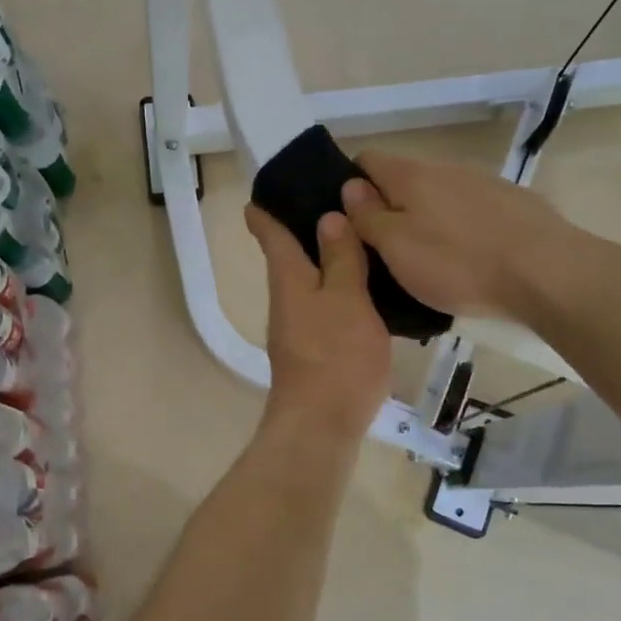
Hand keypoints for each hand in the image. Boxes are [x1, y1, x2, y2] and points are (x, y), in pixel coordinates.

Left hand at [245, 204, 391, 441]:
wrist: (321, 424)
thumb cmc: (335, 354)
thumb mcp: (346, 297)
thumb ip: (339, 258)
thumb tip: (328, 217)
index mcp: (289, 279)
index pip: (272, 236)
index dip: (265, 214)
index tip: (258, 196)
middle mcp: (286, 300)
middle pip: (288, 259)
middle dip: (299, 233)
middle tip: (329, 207)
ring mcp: (296, 329)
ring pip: (307, 284)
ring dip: (323, 262)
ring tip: (354, 244)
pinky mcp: (312, 352)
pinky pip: (322, 308)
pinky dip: (336, 292)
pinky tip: (362, 293)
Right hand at [341, 151, 574, 320]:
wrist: (548, 273)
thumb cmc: (458, 263)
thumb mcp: (397, 247)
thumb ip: (368, 216)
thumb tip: (350, 187)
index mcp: (411, 175)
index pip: (366, 159)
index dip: (350, 185)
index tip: (350, 220)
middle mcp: (446, 169)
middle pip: (404, 180)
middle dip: (390, 208)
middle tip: (385, 252)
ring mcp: (484, 183)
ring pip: (439, 196)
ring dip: (427, 220)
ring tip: (429, 262)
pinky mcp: (514, 204)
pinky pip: (471, 212)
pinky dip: (460, 230)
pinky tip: (469, 261)